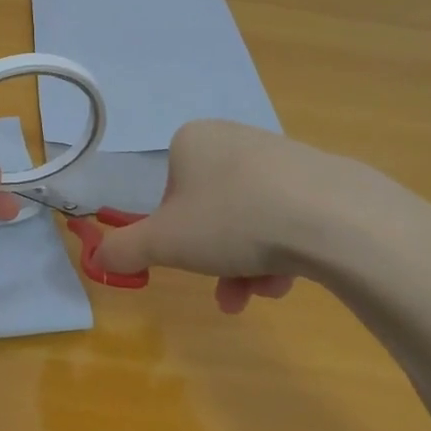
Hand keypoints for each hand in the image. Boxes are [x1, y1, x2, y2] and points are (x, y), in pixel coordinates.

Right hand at [92, 119, 404, 313]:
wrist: (335, 217)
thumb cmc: (232, 220)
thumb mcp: (163, 242)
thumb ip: (123, 249)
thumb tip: (96, 257)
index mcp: (192, 141)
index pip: (169, 192)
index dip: (174, 232)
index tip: (187, 257)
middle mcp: (233, 139)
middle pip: (209, 211)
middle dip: (214, 258)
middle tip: (226, 292)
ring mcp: (280, 156)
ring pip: (247, 221)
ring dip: (244, 264)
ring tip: (259, 292)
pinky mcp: (319, 178)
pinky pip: (284, 218)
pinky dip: (278, 253)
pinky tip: (288, 279)